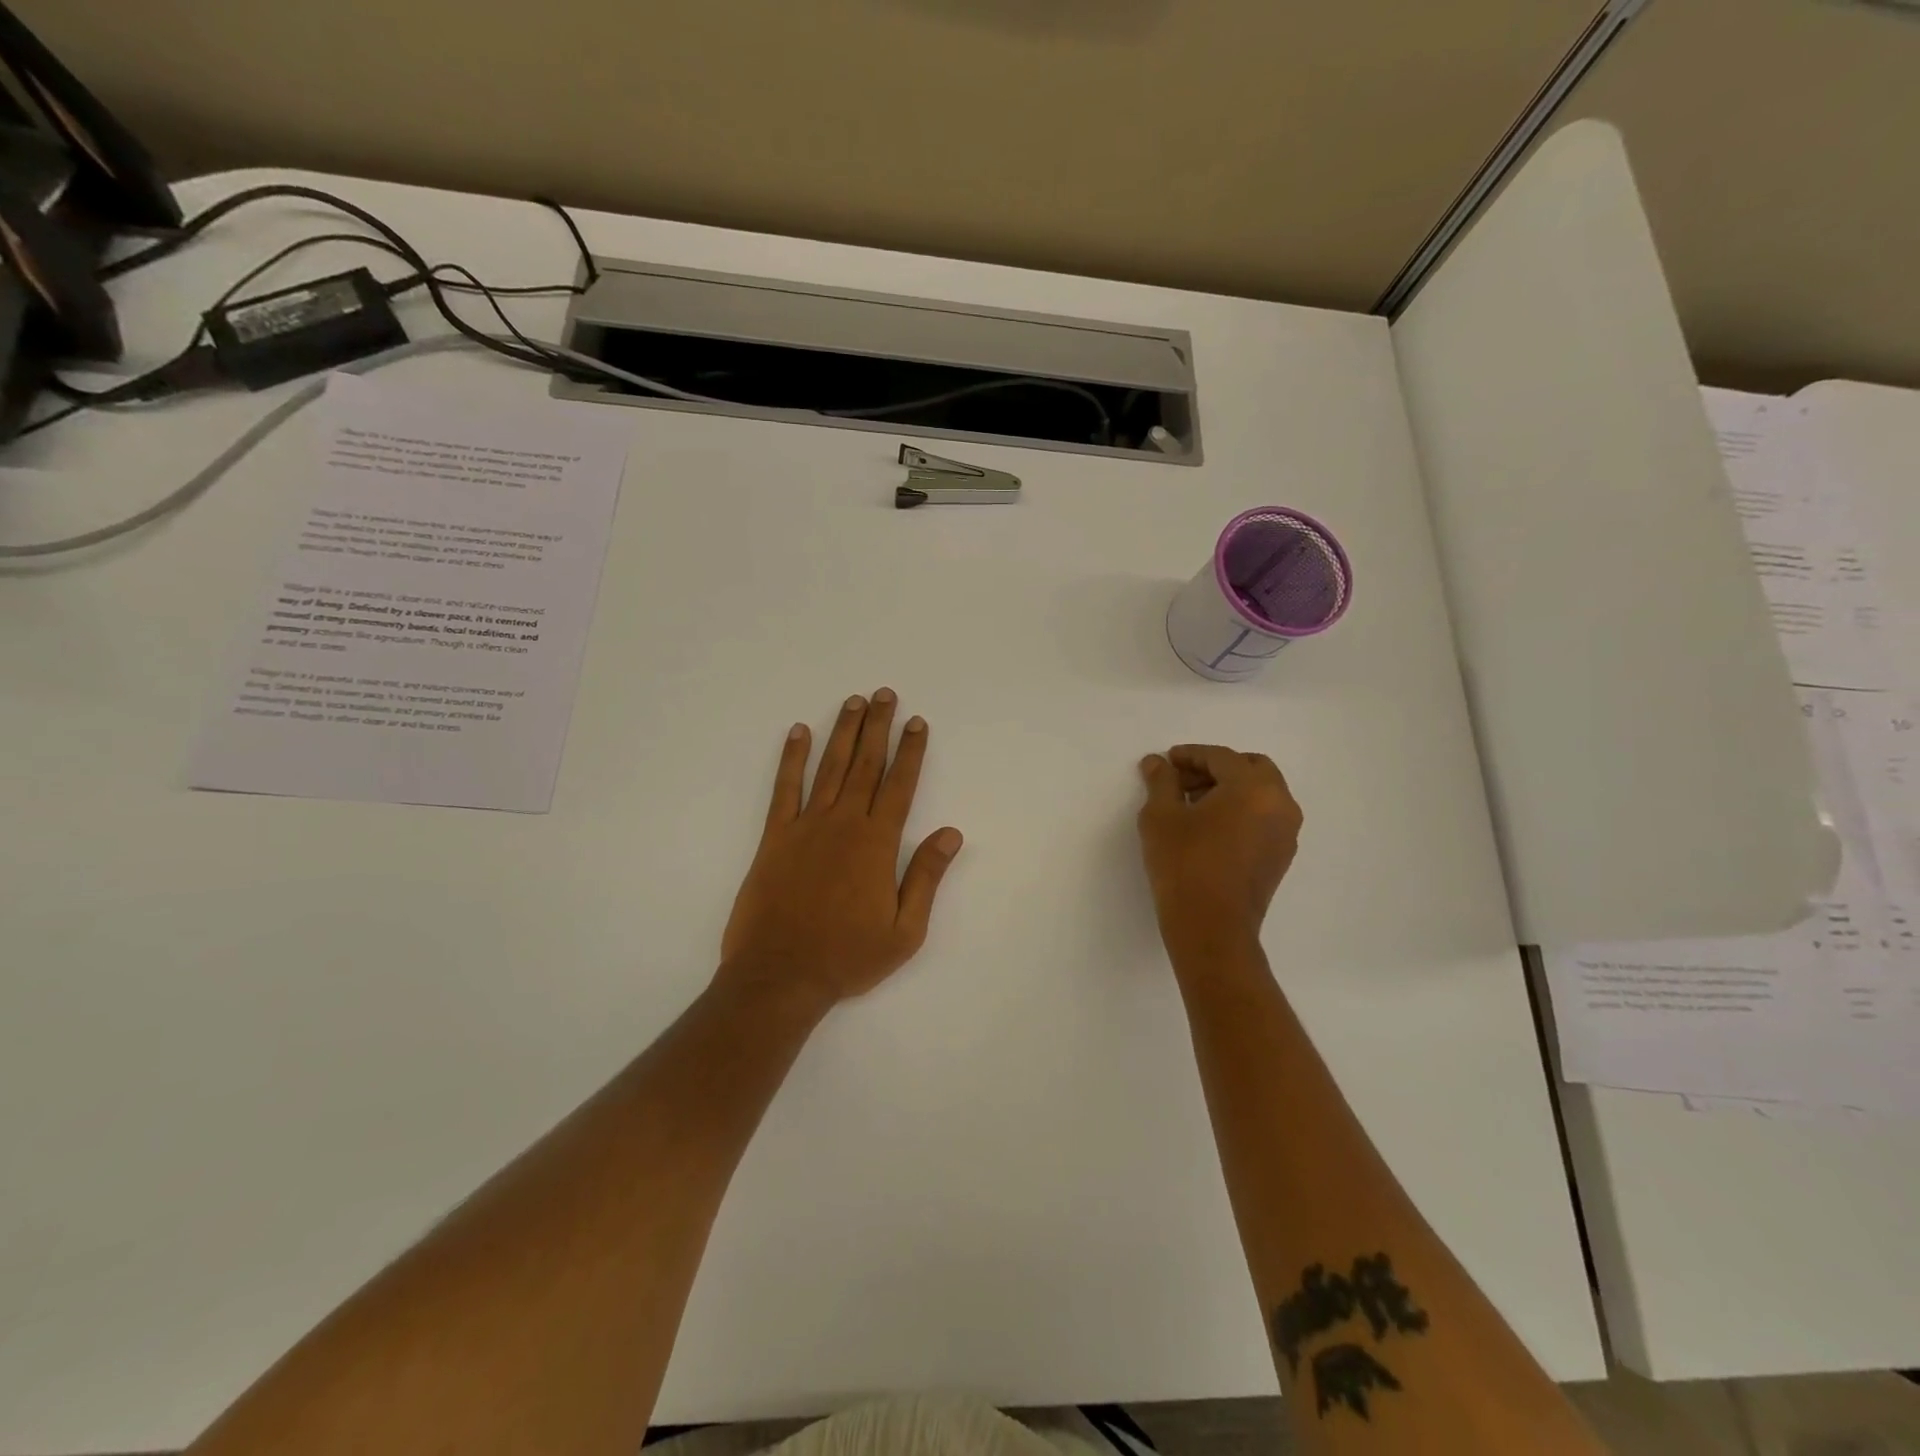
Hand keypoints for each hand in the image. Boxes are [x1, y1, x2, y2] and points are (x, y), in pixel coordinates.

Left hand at [719, 690, 963, 1014]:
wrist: (780, 976)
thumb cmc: (848, 957)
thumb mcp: (904, 931)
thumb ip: (926, 877)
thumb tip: (951, 833)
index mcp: (876, 844)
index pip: (900, 785)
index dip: (911, 751)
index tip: (917, 722)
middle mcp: (843, 824)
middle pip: (866, 765)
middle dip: (878, 727)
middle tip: (885, 694)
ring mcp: (806, 827)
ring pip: (829, 767)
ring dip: (843, 732)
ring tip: (853, 702)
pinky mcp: (774, 837)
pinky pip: (784, 788)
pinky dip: (792, 758)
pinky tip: (798, 733)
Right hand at [1137, 745, 1301, 954]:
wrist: (1211, 928)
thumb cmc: (1183, 865)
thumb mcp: (1161, 817)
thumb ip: (1161, 782)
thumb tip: (1157, 763)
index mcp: (1253, 787)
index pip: (1221, 757)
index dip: (1190, 755)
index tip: (1167, 761)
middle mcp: (1280, 803)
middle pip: (1250, 768)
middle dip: (1215, 769)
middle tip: (1182, 781)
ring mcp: (1286, 832)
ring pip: (1261, 793)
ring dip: (1230, 789)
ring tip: (1192, 805)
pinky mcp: (1281, 855)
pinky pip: (1264, 816)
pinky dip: (1241, 810)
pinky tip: (1210, 827)